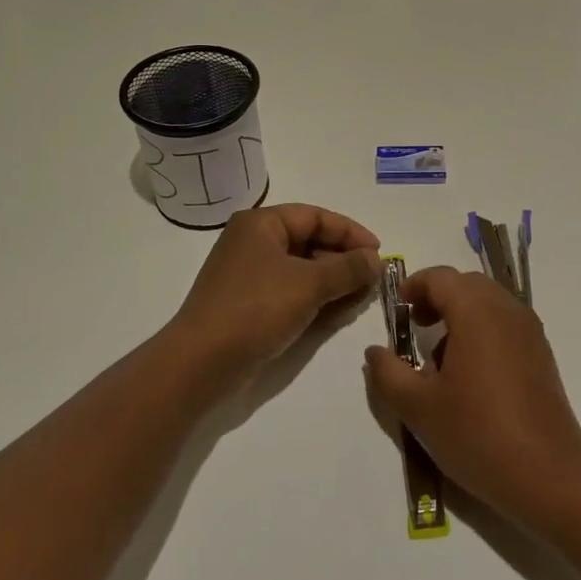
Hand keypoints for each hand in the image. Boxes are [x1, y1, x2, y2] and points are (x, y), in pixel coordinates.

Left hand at [168, 203, 380, 386]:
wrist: (201, 363)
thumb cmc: (256, 309)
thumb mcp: (309, 284)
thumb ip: (348, 268)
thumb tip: (376, 259)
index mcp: (261, 224)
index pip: (315, 216)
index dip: (350, 232)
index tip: (379, 252)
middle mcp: (253, 243)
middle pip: (309, 241)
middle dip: (344, 259)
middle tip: (374, 278)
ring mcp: (249, 275)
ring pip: (302, 269)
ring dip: (333, 281)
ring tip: (362, 296)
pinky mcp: (249, 304)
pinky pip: (291, 291)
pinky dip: (315, 298)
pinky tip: (338, 311)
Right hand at [363, 266, 580, 520]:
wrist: (548, 477)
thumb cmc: (477, 434)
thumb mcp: (418, 408)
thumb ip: (388, 373)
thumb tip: (375, 351)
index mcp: (476, 312)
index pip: (440, 277)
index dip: (414, 286)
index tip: (398, 311)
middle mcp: (507, 311)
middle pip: (467, 284)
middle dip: (437, 297)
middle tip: (415, 327)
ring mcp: (530, 332)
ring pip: (489, 303)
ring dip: (461, 314)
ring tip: (440, 358)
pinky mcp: (542, 355)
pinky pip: (506, 324)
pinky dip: (483, 330)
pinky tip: (471, 375)